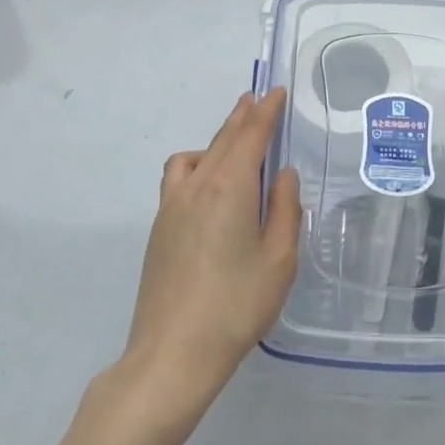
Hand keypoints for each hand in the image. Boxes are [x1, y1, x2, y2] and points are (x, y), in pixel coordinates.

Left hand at [119, 90, 300, 417]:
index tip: (276, 92)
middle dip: (242, 117)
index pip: (250, 136)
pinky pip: (177, 177)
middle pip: (222, 140)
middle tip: (257, 100)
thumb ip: (285, 210)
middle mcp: (197, 186)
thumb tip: (282, 174)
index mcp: (230, 187)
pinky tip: (208, 185)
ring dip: (217, 140)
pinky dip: (196, 164)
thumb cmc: (237, 306)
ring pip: (196, 155)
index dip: (265, 111)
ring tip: (235, 143)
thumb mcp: (279, 259)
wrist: (173, 353)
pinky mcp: (159, 227)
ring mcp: (171, 206)